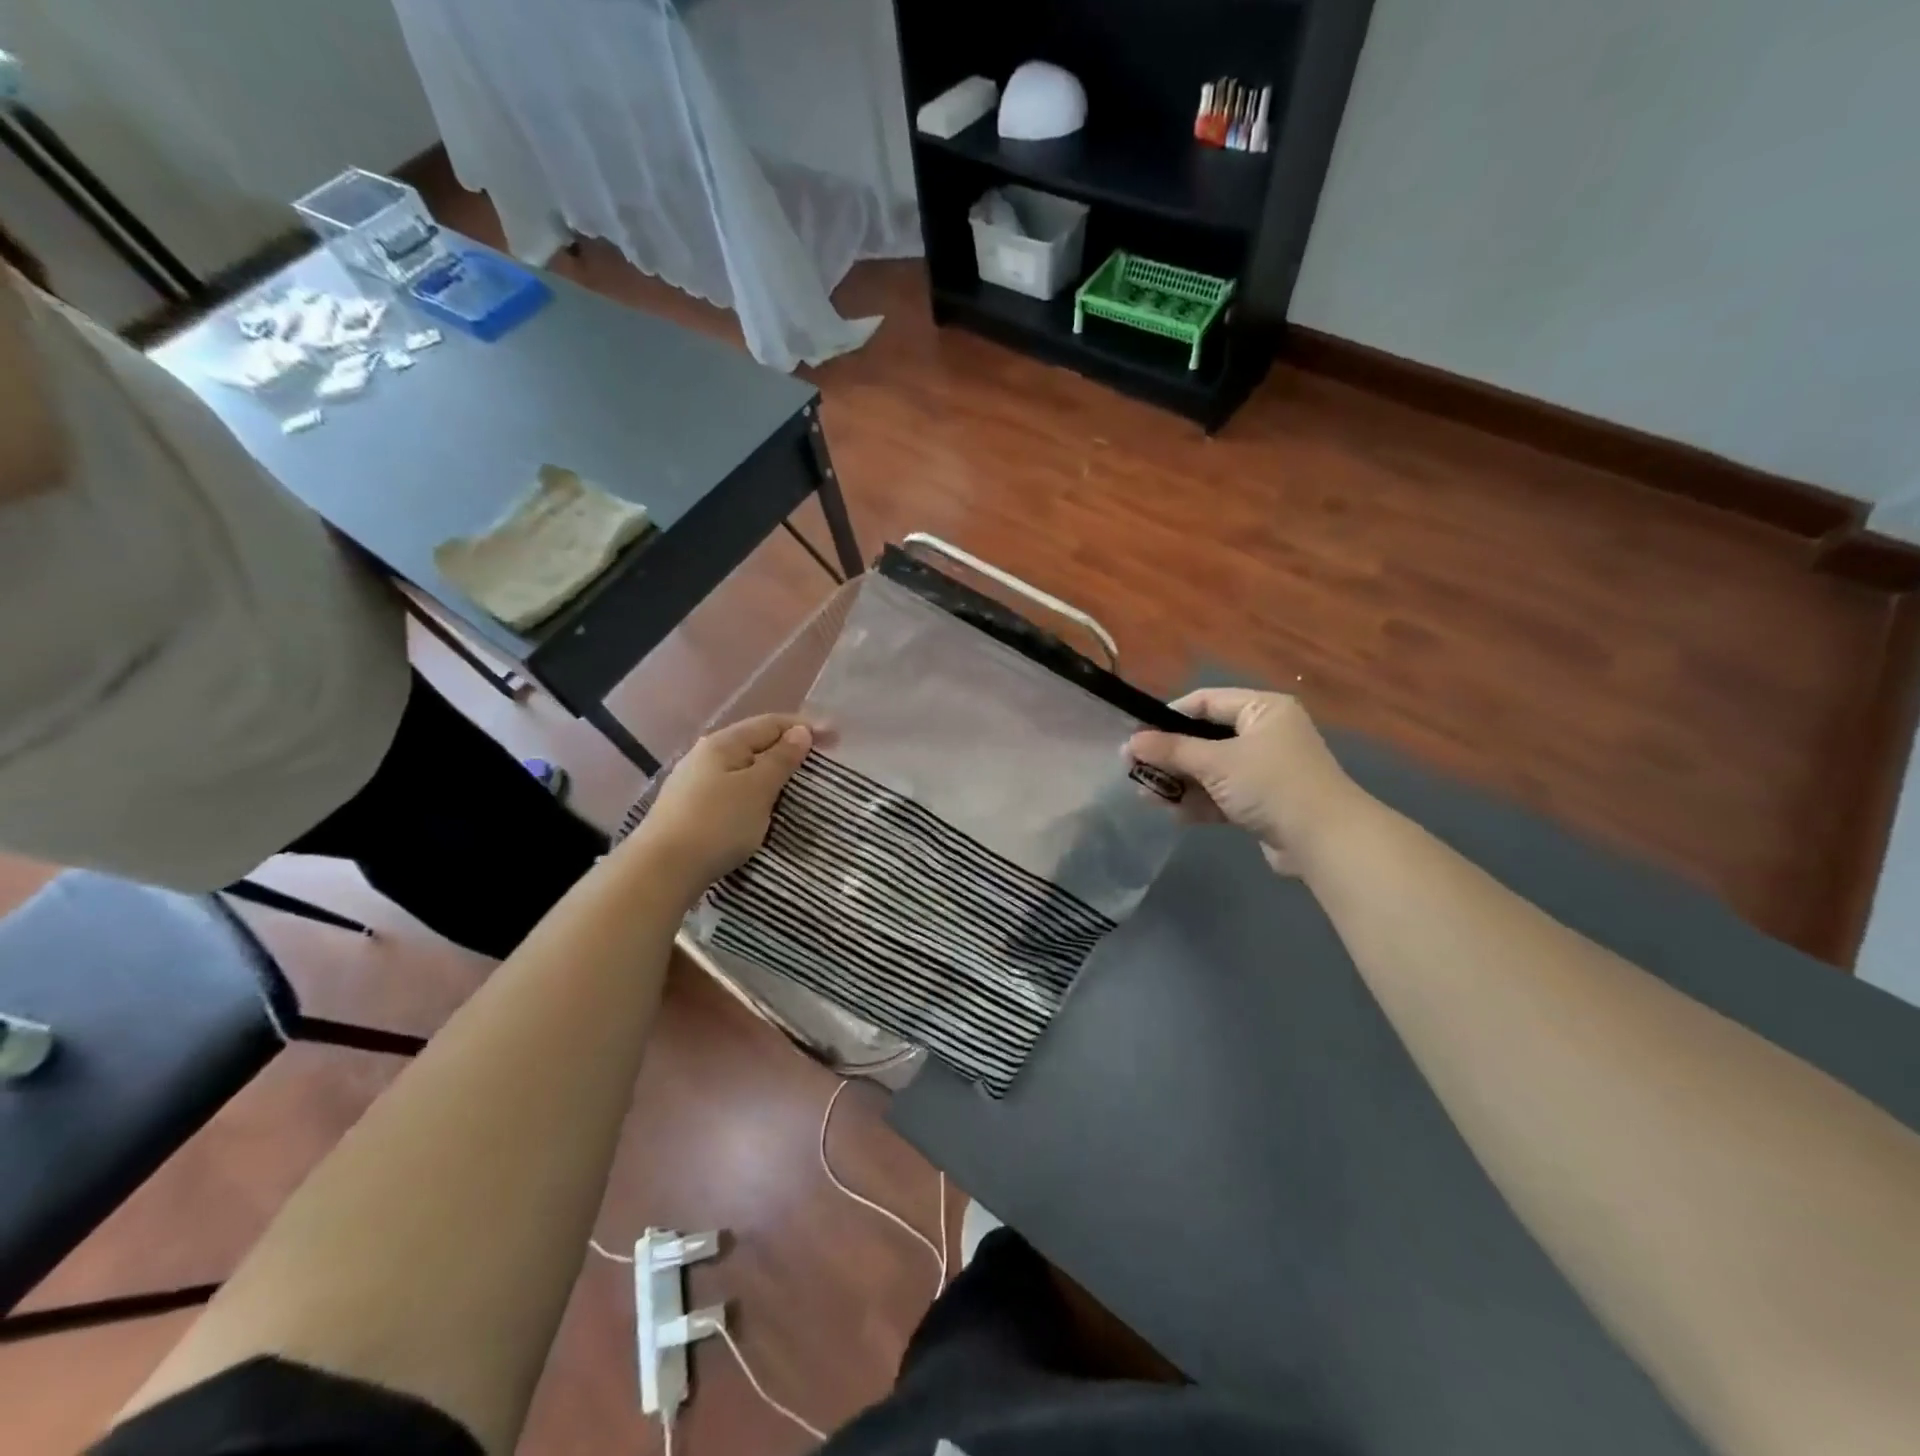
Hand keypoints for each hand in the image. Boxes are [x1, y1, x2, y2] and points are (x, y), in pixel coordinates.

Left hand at [634, 715, 812, 893]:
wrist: (662, 870)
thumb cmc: (717, 824)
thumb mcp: (758, 789)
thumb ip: (781, 759)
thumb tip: (799, 732)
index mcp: (724, 743)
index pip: (771, 723)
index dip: (805, 727)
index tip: (836, 738)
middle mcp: (706, 755)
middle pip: (755, 743)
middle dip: (789, 749)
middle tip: (820, 762)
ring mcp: (694, 783)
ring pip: (743, 768)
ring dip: (772, 772)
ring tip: (797, 784)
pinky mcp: (691, 809)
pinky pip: (733, 789)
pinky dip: (755, 791)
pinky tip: (763, 806)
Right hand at [1126, 689, 1356, 873]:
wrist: (1324, 841)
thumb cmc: (1270, 784)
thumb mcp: (1216, 762)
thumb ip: (1171, 751)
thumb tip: (1130, 743)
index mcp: (1263, 710)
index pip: (1207, 701)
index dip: (1169, 715)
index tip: (1137, 733)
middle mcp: (1265, 734)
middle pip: (1205, 738)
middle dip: (1170, 756)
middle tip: (1134, 767)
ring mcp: (1264, 770)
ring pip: (1210, 770)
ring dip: (1179, 782)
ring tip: (1144, 793)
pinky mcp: (1262, 802)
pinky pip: (1222, 795)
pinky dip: (1198, 802)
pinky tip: (1171, 813)